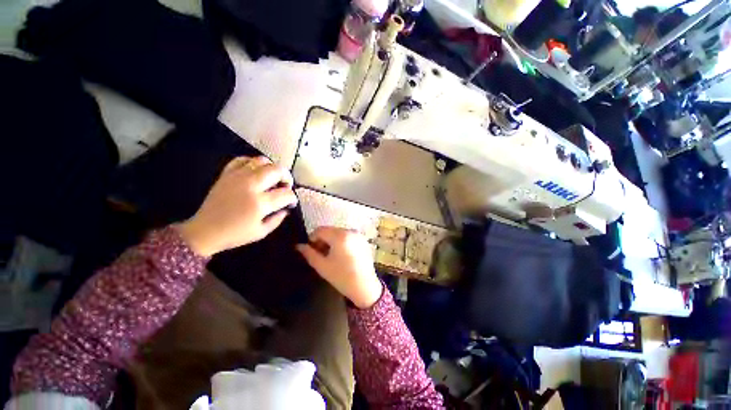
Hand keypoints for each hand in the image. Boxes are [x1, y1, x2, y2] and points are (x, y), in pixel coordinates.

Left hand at [176, 156, 297, 256]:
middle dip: (287, 177)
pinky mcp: (227, 174)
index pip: (286, 193)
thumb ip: (278, 219)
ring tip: (272, 178)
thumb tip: (286, 208)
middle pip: (277, 170)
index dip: (293, 198)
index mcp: (260, 203)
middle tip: (286, 186)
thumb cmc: (235, 234)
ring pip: (262, 161)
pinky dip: (253, 163)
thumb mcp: (262, 232)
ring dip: (272, 168)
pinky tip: (256, 172)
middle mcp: (250, 186)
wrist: (204, 231)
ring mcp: (237, 177)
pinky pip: (242, 159)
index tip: (291, 203)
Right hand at [296, 227, 382, 308]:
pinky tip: (341, 255)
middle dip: (322, 240)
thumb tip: (299, 246)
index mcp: (340, 236)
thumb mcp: (322, 266)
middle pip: (330, 230)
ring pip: (338, 232)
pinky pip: (347, 236)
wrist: (365, 287)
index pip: (320, 230)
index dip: (311, 239)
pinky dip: (341, 242)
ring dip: (331, 241)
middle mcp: (350, 231)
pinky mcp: (363, 240)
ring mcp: (358, 235)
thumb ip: (309, 254)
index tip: (310, 251)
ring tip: (330, 256)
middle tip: (320, 254)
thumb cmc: (342, 277)